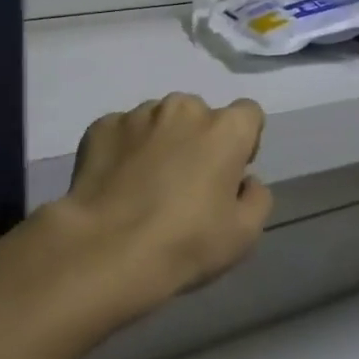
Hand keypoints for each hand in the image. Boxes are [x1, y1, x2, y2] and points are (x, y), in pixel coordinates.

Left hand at [54, 94, 272, 314]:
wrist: (107, 249)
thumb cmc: (186, 243)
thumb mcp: (245, 234)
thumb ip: (257, 197)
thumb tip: (246, 181)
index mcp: (224, 129)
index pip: (247, 114)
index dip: (242, 142)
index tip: (229, 173)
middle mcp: (182, 108)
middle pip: (199, 116)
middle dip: (197, 140)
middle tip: (185, 184)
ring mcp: (137, 115)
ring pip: (158, 121)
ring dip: (159, 142)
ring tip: (144, 185)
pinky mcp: (101, 127)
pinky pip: (122, 132)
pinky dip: (123, 150)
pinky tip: (116, 185)